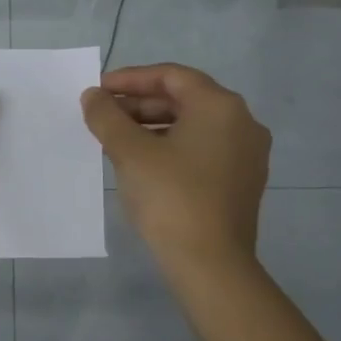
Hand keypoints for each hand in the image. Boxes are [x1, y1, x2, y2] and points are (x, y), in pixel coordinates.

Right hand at [81, 63, 269, 266]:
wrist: (210, 265)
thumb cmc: (171, 198)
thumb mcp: (130, 152)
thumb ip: (107, 116)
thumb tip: (93, 96)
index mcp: (220, 106)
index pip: (171, 76)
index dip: (130, 79)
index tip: (98, 90)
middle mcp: (242, 122)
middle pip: (184, 99)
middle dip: (139, 105)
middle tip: (103, 116)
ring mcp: (247, 154)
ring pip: (193, 127)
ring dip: (153, 127)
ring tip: (116, 141)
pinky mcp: (242, 182)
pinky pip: (202, 150)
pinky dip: (171, 148)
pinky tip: (143, 164)